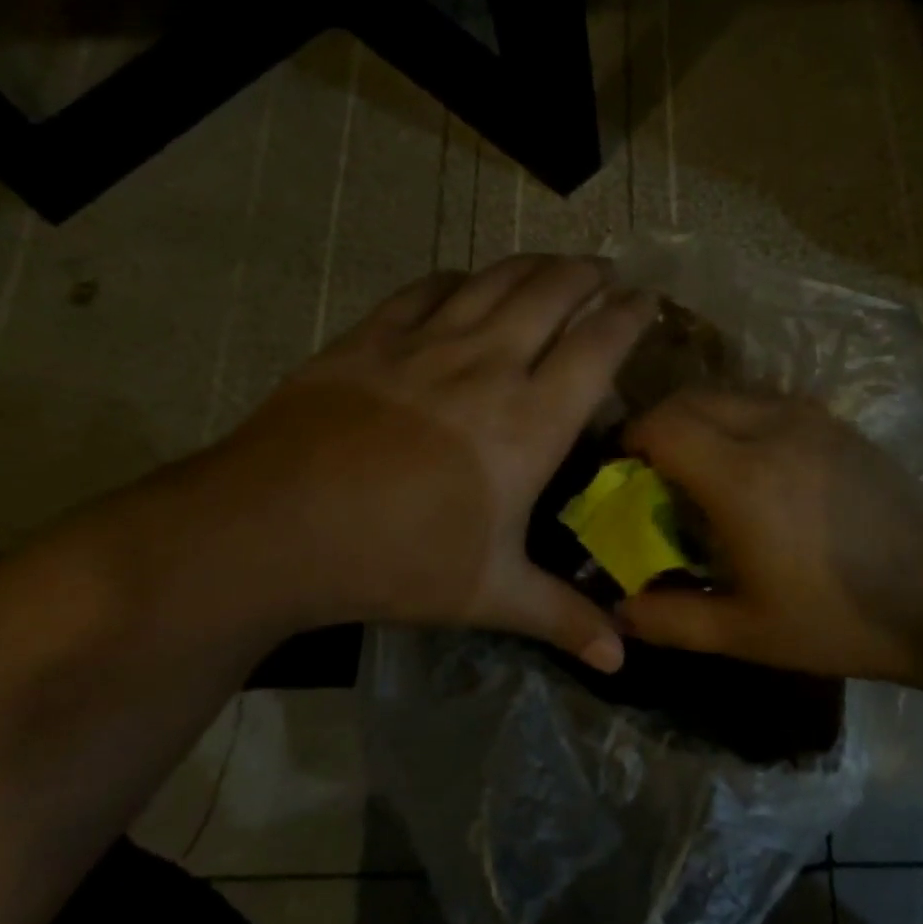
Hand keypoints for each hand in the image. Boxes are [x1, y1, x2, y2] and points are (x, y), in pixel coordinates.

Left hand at [148, 256, 653, 669]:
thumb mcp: (489, 595)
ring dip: (533, 265)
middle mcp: (489, 365)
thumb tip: (621, 658)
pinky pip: (428, 289)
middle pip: (552, 293)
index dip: (629, 315)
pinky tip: (464, 284)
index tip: (647, 300)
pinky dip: (459, 279)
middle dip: (587, 273)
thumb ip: (562, 617)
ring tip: (553, 265)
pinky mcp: (372, 337)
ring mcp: (427, 343)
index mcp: (530, 422)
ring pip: (495, 280)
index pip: (598, 346)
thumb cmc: (396, 561)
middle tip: (604, 269)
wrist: (275, 528)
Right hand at [618, 391, 922, 686]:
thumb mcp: (747, 634)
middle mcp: (772, 430)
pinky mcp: (837, 424)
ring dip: (700, 418)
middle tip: (653, 471)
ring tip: (700, 466)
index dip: (631, 440)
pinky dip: (738, 418)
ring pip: (730, 393)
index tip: (621, 471)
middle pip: (691, 398)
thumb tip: (618, 612)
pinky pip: (766, 401)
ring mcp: (811, 420)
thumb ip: (672, 621)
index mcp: (742, 478)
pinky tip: (752, 464)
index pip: (663, 425)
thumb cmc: (840, 619)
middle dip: (659, 425)